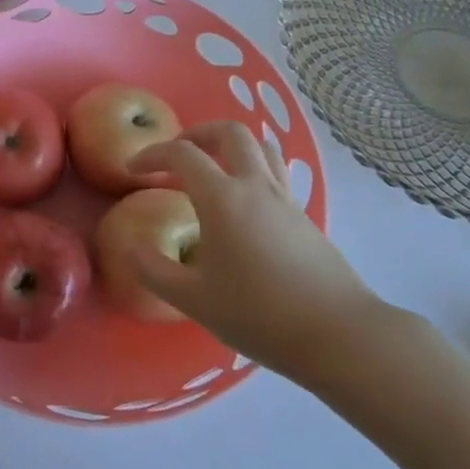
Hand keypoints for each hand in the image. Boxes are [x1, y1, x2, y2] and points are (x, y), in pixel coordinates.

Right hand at [126, 122, 390, 387]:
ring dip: (231, 146)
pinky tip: (242, 204)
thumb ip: (153, 270)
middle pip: (230, 133)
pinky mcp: (305, 216)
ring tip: (212, 167)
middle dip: (198, 133)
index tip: (133, 169)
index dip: (152, 153)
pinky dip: (253, 169)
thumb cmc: (259, 315)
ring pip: (261, 146)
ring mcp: (285, 199)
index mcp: (222, 198)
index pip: (182, 154)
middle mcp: (255, 187)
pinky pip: (276, 172)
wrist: (339, 335)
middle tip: (177, 154)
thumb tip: (130, 246)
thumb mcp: (193, 299)